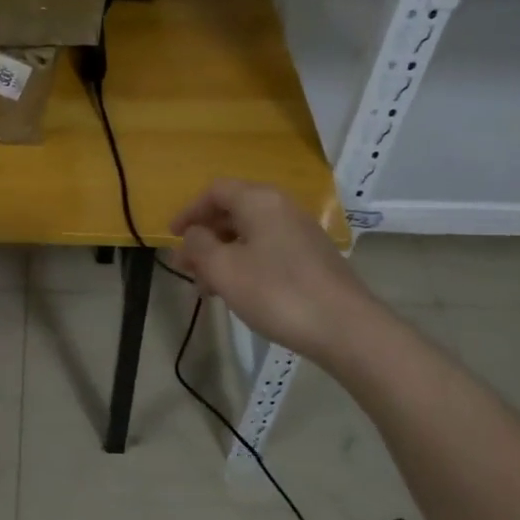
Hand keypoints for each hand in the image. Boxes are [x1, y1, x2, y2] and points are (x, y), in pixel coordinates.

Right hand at [170, 180, 380, 369]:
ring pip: (249, 234)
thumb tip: (194, 235)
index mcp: (259, 200)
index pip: (214, 191)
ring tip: (207, 287)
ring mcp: (300, 232)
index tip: (172, 237)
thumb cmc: (276, 292)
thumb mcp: (223, 269)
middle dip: (204, 237)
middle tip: (185, 266)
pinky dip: (245, 263)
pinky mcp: (312, 257)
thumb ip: (199, 245)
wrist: (346, 328)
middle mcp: (281, 207)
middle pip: (232, 211)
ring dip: (222, 255)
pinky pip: (267, 249)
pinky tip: (238, 292)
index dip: (188, 211)